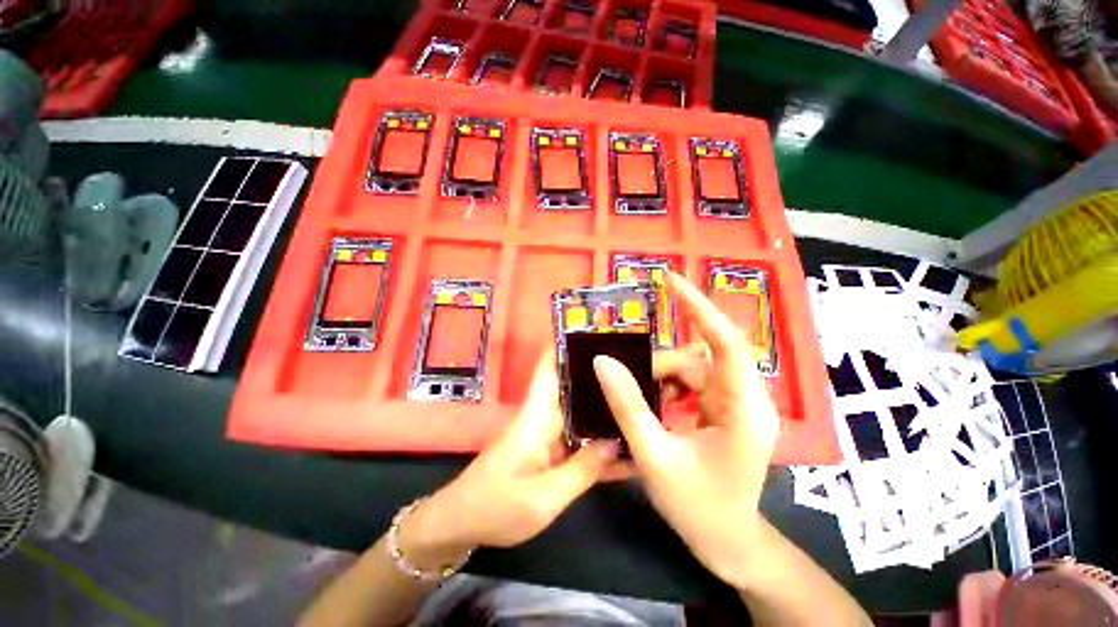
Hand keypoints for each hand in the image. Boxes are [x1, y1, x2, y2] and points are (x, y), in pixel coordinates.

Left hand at [399, 352, 622, 569]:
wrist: (461, 526)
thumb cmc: (495, 507)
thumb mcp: (542, 498)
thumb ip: (582, 470)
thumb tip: (617, 442)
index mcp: (537, 415)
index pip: (549, 367)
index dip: (565, 344)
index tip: (594, 330)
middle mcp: (544, 417)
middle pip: (572, 385)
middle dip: (599, 373)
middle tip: (638, 366)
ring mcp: (547, 434)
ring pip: (579, 411)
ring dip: (603, 404)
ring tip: (641, 396)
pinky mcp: (549, 452)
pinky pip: (579, 438)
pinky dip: (598, 438)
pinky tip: (626, 443)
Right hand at [593, 271, 779, 586]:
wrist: (728, 544)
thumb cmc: (698, 508)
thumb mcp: (654, 456)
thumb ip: (628, 405)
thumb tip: (602, 362)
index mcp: (743, 408)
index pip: (726, 342)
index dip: (699, 307)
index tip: (671, 280)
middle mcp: (745, 398)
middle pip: (697, 359)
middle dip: (659, 367)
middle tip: (626, 381)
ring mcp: (735, 404)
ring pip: (691, 370)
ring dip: (660, 379)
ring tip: (638, 401)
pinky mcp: (724, 410)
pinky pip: (691, 383)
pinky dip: (668, 388)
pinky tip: (654, 406)